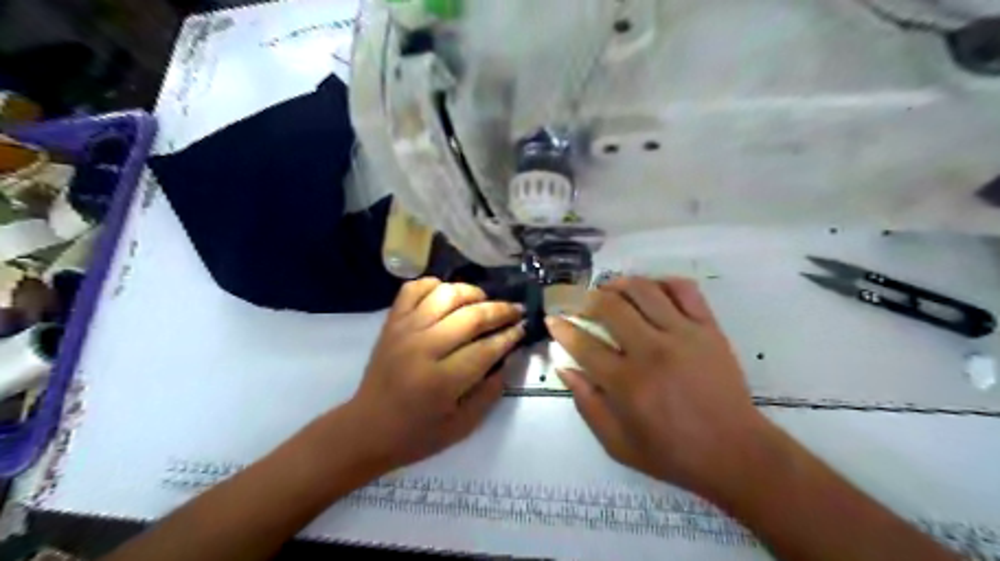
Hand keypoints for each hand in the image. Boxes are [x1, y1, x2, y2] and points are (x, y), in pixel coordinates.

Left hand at [347, 278, 523, 471]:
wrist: (366, 429)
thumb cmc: (417, 434)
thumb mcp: (462, 426)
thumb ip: (490, 392)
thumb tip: (508, 357)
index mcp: (441, 381)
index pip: (486, 348)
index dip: (509, 336)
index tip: (523, 328)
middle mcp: (423, 348)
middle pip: (471, 316)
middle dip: (500, 310)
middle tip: (516, 311)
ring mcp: (404, 330)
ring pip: (445, 294)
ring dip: (472, 292)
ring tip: (484, 301)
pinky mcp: (391, 322)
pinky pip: (413, 289)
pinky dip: (434, 284)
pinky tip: (448, 295)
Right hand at [546, 275, 771, 495]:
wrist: (736, 453)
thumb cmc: (673, 453)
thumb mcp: (618, 444)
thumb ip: (587, 405)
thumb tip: (565, 368)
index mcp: (627, 383)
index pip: (583, 344)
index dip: (562, 328)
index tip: (552, 319)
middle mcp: (652, 351)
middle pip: (610, 307)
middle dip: (586, 299)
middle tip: (580, 303)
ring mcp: (684, 335)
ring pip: (644, 290)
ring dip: (619, 284)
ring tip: (609, 289)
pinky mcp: (709, 329)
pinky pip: (684, 290)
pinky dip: (663, 282)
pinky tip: (650, 290)